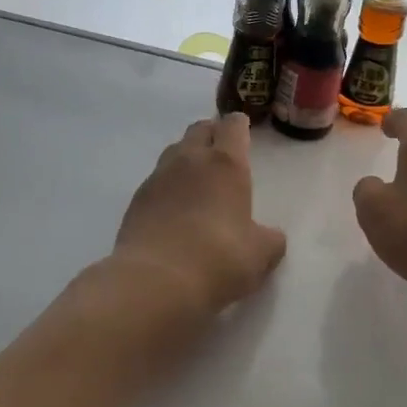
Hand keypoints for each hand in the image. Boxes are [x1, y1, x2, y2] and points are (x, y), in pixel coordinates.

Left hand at [97, 114, 286, 341]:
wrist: (155, 281)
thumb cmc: (219, 260)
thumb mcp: (260, 255)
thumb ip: (269, 239)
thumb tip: (270, 236)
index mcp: (225, 164)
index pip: (232, 126)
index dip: (239, 125)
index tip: (243, 130)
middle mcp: (190, 160)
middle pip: (199, 129)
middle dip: (212, 133)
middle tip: (221, 151)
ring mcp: (158, 177)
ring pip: (174, 151)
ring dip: (187, 156)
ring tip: (197, 179)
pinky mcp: (136, 200)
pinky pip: (156, 179)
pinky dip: (167, 185)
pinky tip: (173, 208)